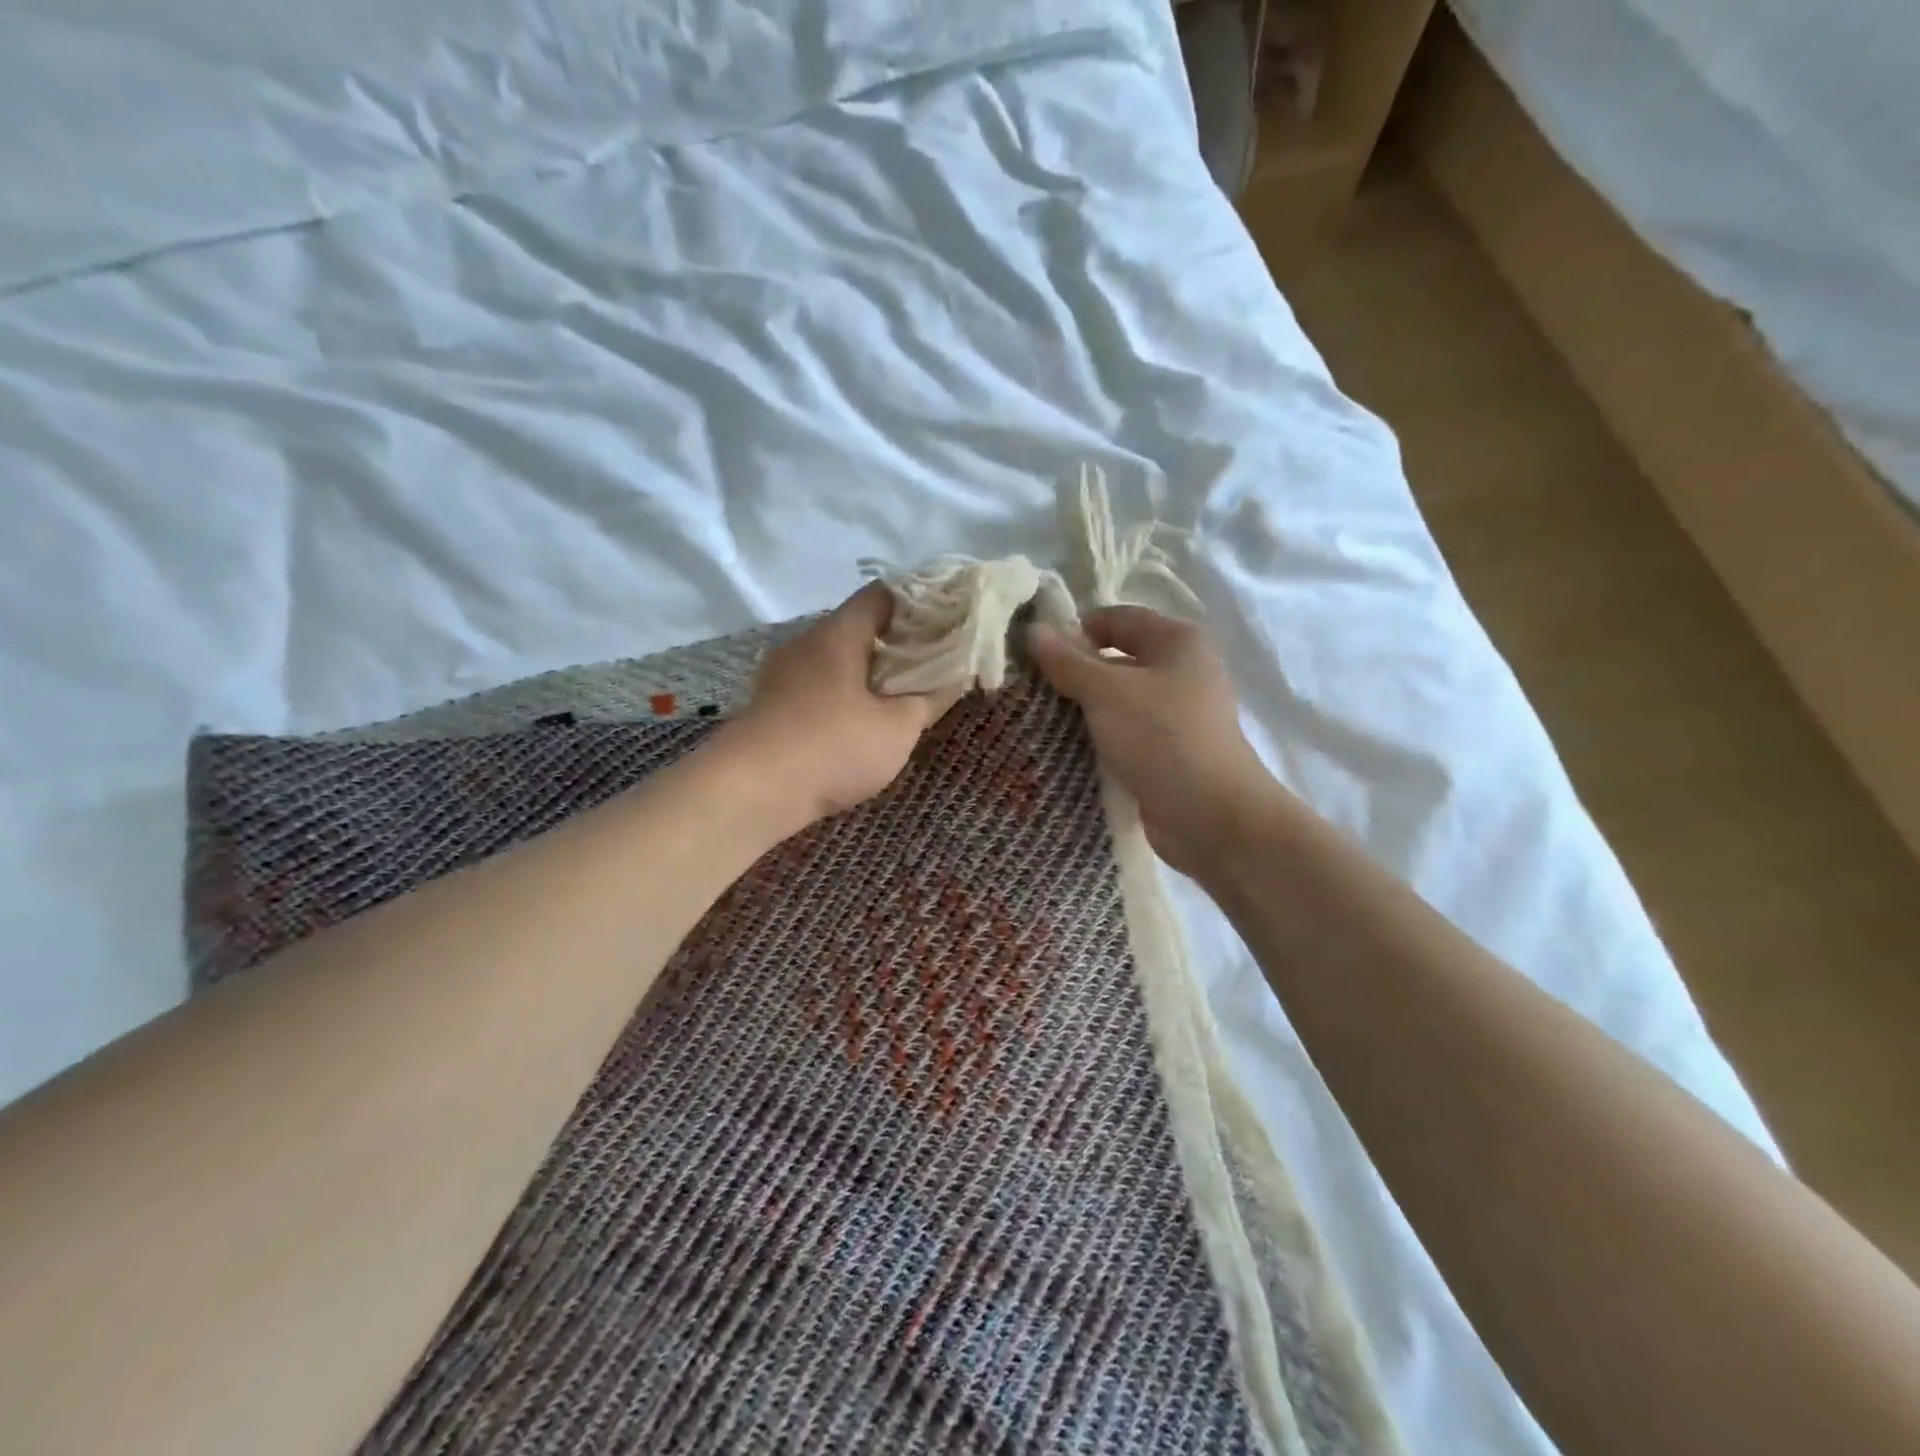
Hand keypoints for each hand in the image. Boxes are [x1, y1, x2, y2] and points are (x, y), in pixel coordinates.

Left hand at [717, 584, 955, 829]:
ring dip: (867, 672)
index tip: (945, 624)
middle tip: (930, 665)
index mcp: (839, 633)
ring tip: (898, 696)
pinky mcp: (769, 703)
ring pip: (835, 658)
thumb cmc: (833, 747)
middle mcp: (806, 642)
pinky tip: (857, 722)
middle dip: (896, 643)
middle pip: (858, 626)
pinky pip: (816, 684)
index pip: (882, 595)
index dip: (918, 604)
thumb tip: (953, 677)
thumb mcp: (897, 728)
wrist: (751, 790)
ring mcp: (781, 673)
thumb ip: (929, 698)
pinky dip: (842, 693)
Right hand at [1027, 607, 1289, 879]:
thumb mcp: (1107, 693)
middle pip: (1117, 659)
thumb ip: (1068, 661)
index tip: (1037, 656)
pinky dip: (1102, 738)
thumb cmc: (1162, 739)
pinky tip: (1068, 750)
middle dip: (1076, 673)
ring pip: (1120, 700)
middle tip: (1033, 690)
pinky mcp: (1171, 751)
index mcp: (1178, 640)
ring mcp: (1179, 714)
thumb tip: (1034, 631)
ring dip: (1085, 709)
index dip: (1076, 631)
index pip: (1116, 618)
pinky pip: (1127, 733)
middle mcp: (1183, 670)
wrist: (1211, 816)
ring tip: (1042, 720)